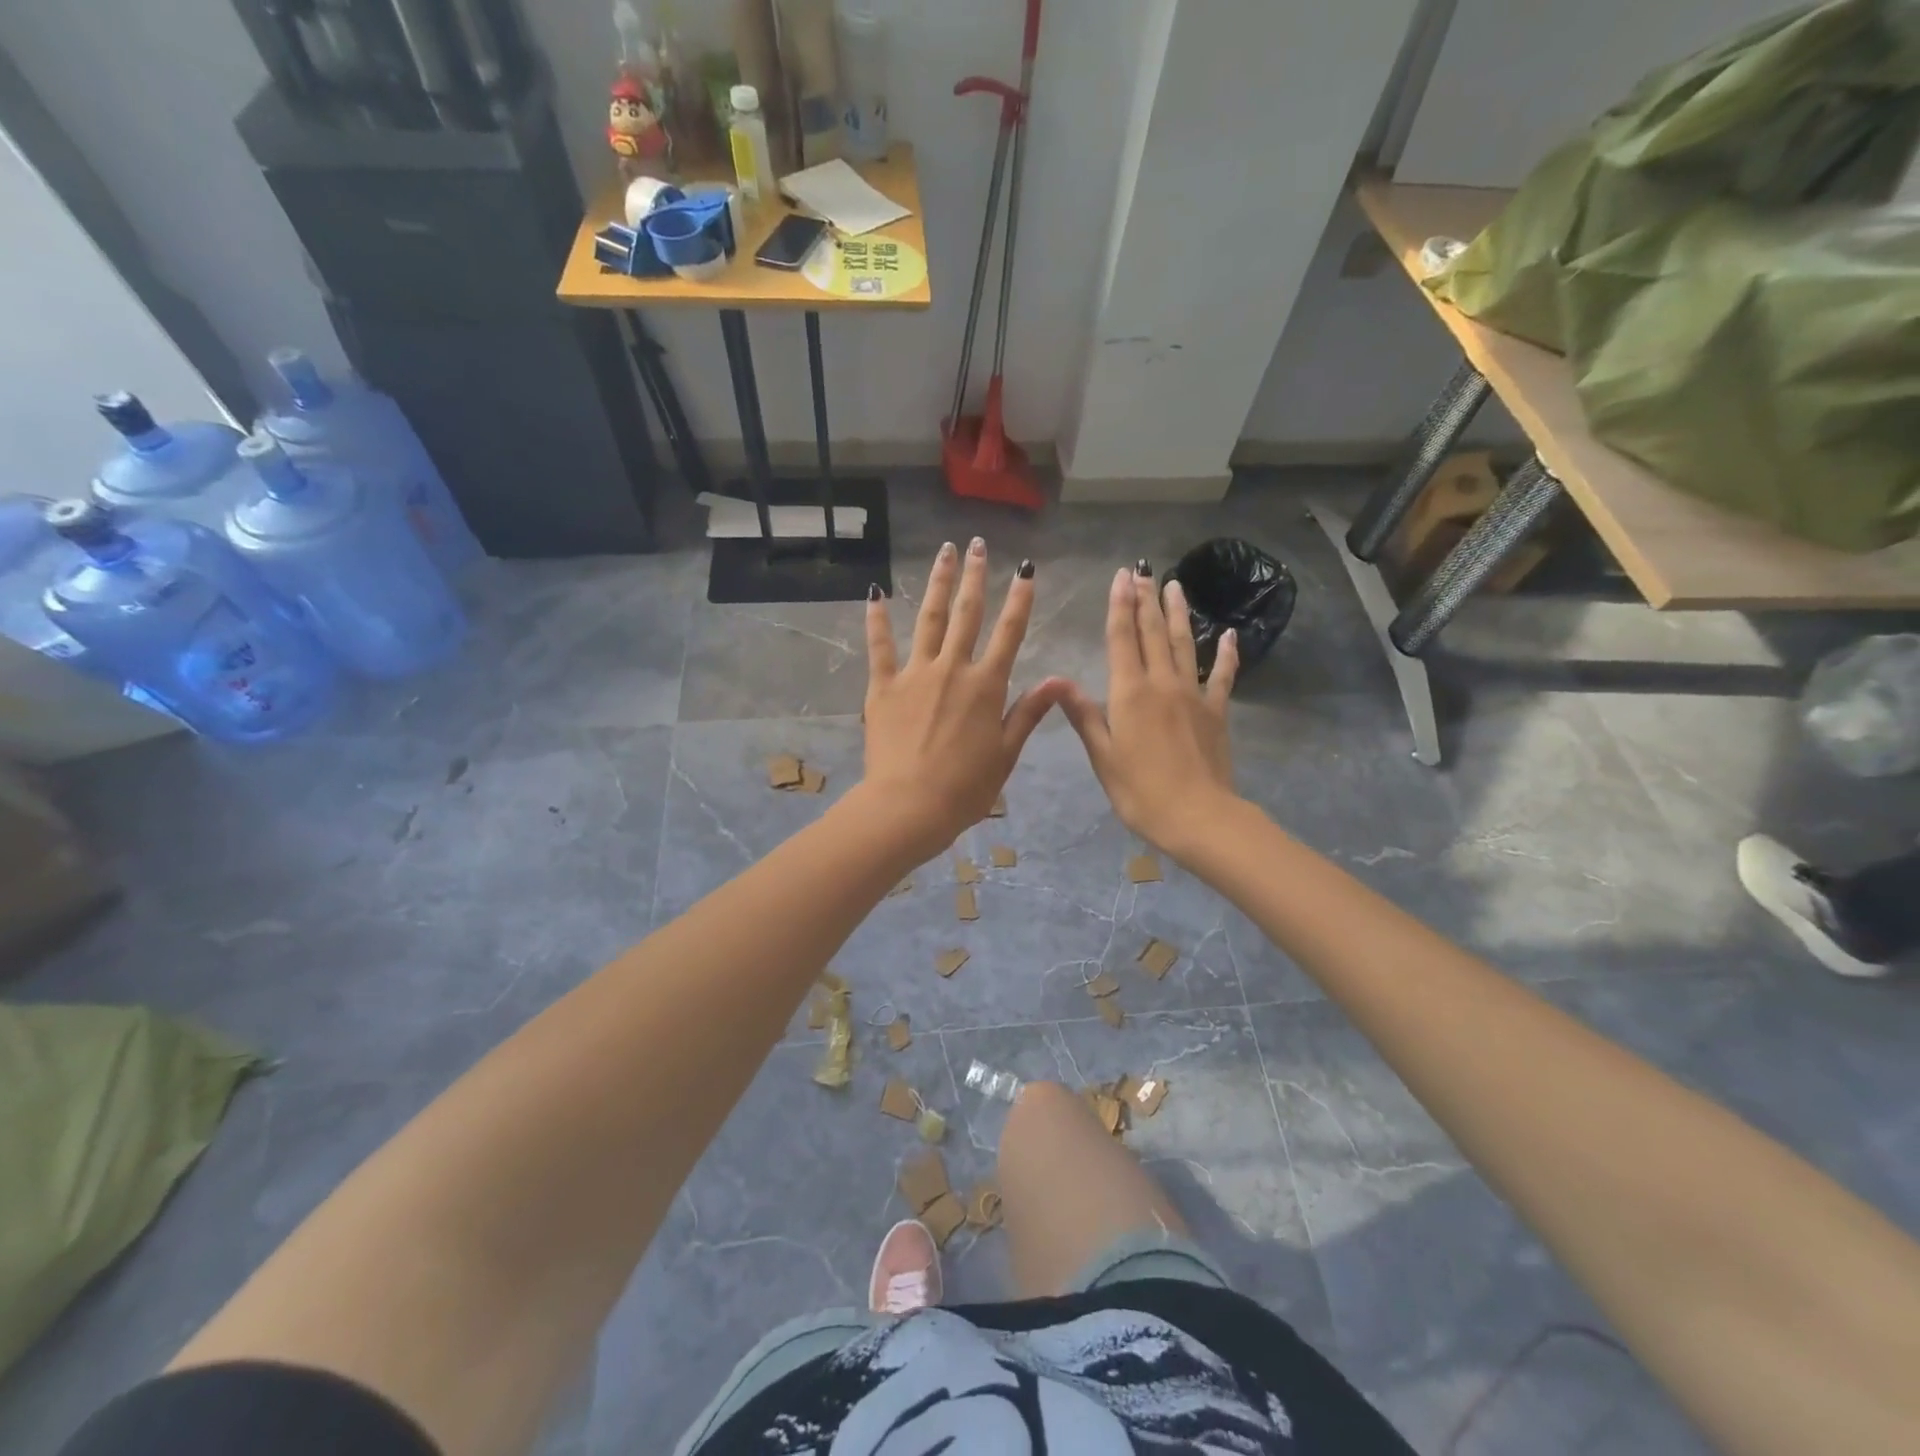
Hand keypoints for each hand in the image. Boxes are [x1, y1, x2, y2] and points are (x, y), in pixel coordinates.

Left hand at [858, 539, 1061, 856]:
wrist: (910, 806)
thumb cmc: (965, 788)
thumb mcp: (1006, 753)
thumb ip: (1029, 712)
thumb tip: (1059, 679)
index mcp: (986, 686)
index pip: (1009, 633)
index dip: (1020, 599)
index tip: (1026, 570)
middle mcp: (952, 669)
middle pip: (967, 615)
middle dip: (973, 577)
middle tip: (976, 545)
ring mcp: (915, 674)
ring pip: (928, 619)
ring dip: (936, 584)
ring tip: (942, 553)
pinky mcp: (883, 687)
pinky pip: (880, 647)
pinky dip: (877, 619)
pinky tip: (876, 592)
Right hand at [1058, 562, 1240, 855]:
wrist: (1198, 816)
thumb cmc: (1140, 791)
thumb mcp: (1102, 755)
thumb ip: (1083, 714)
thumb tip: (1057, 679)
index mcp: (1129, 693)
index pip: (1121, 639)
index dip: (1119, 606)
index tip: (1120, 576)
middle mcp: (1161, 684)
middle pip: (1153, 633)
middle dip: (1146, 600)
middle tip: (1143, 570)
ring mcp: (1194, 695)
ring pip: (1185, 644)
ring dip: (1179, 614)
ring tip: (1175, 585)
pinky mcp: (1217, 711)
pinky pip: (1224, 676)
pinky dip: (1227, 654)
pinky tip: (1230, 634)